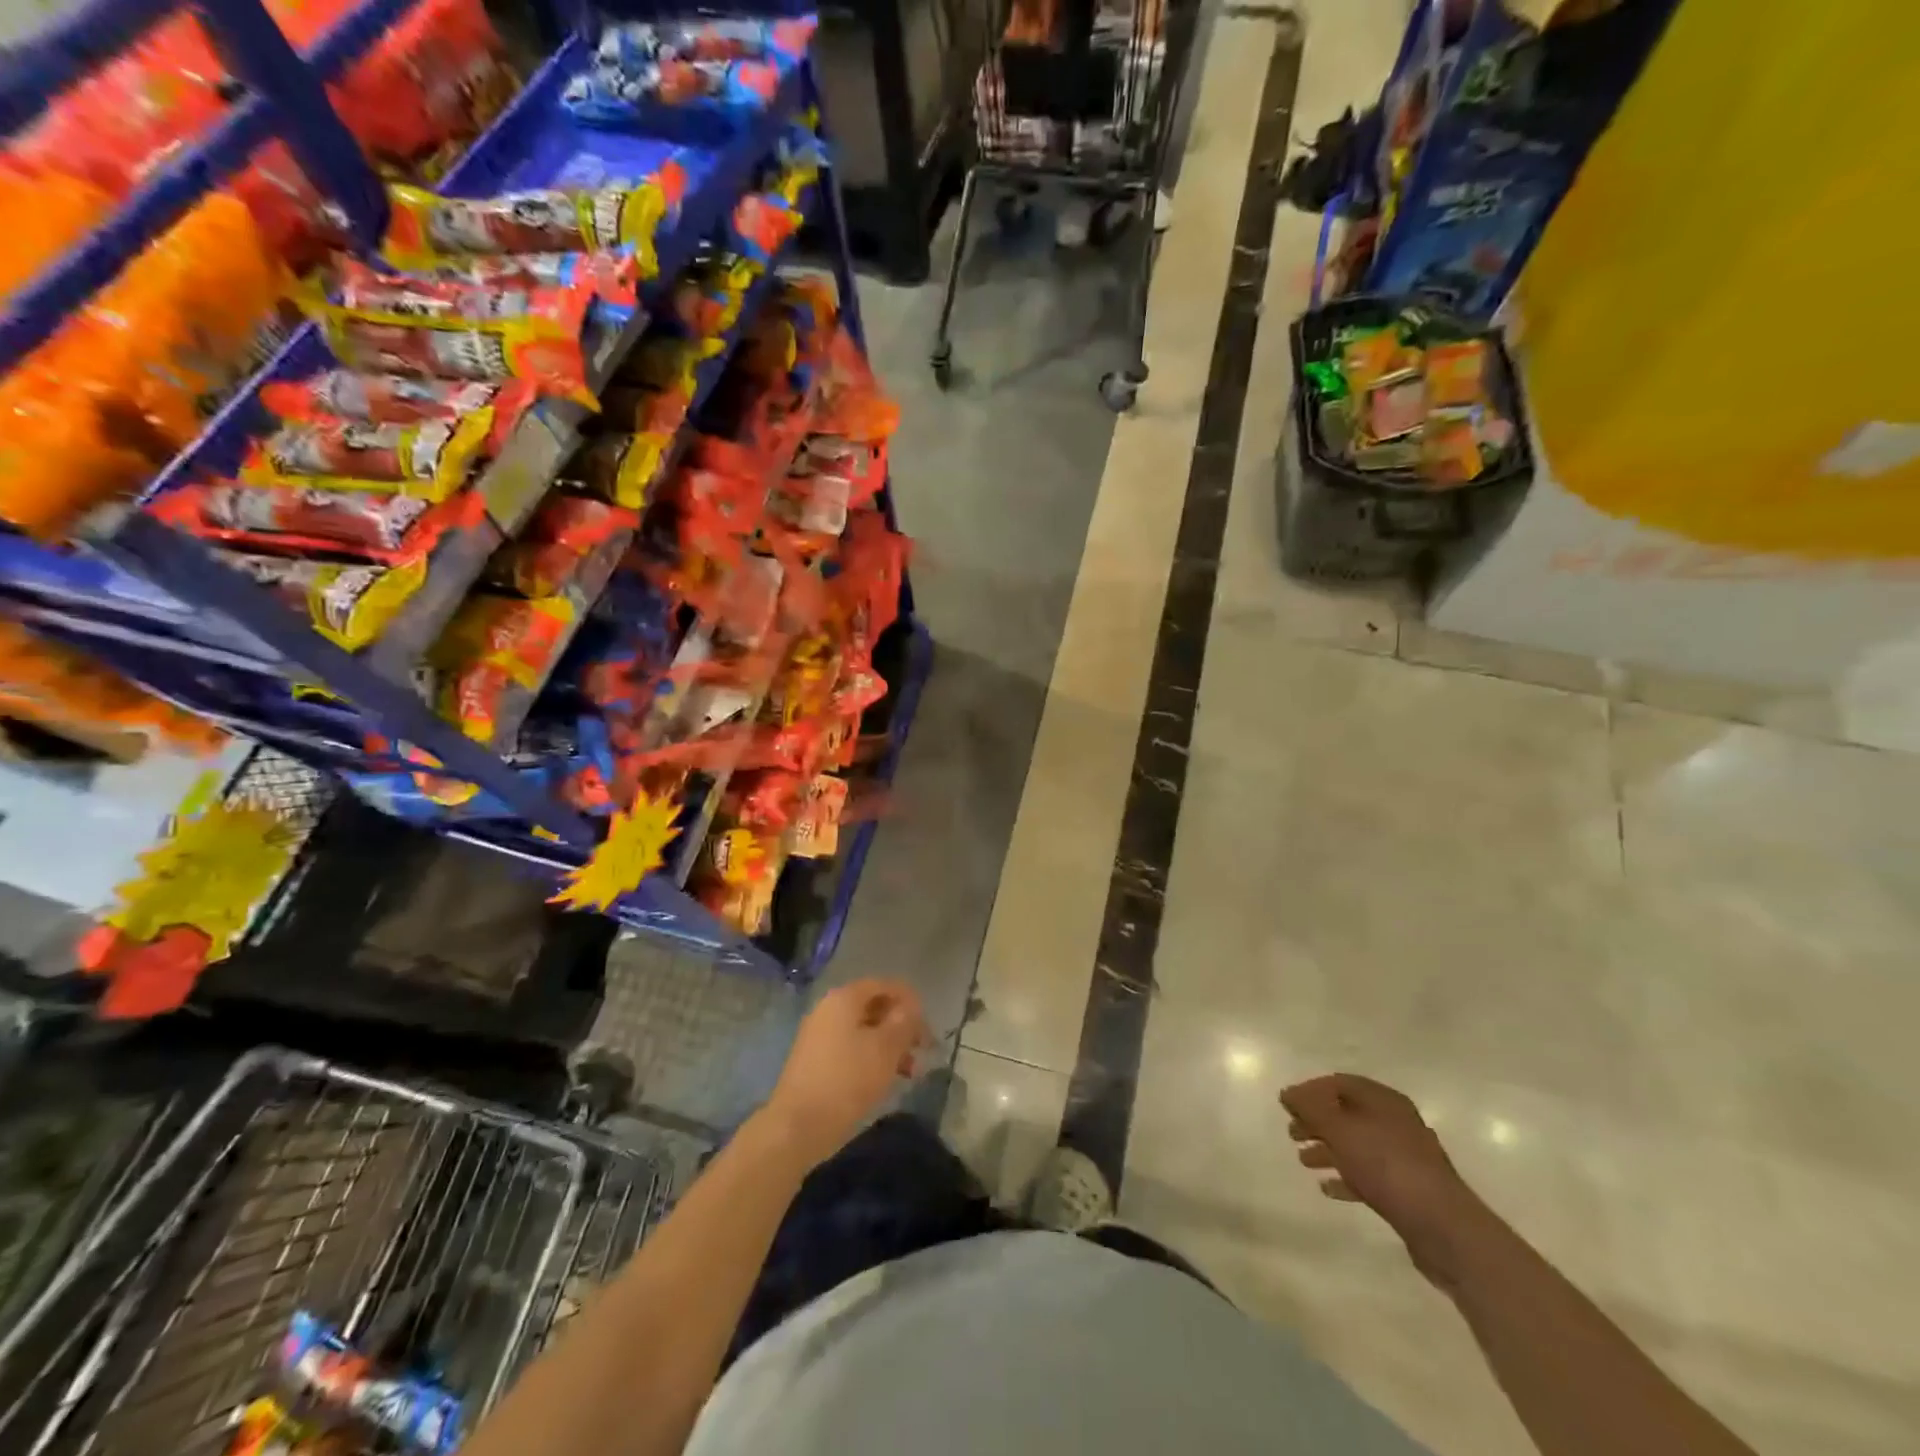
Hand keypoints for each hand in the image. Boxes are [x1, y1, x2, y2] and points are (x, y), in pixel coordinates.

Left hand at [764, 979, 930, 1167]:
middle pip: (874, 1007)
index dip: (909, 1000)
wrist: (797, 1126)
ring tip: (911, 1072)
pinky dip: (872, 1058)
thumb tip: (911, 1008)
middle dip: (901, 1026)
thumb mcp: (886, 1048)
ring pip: (864, 1031)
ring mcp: (819, 1036)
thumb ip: (904, 1022)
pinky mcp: (816, 1062)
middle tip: (923, 1050)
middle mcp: (829, 1010)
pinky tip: (886, 1080)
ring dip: (890, 1045)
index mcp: (844, 998)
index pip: (884, 985)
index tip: (928, 1025)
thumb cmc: (847, 1079)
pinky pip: (851, 1049)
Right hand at [1280, 1073, 1494, 1287]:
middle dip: (1317, 1121)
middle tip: (1292, 1133)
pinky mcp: (1409, 1189)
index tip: (1287, 1105)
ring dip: (1328, 1150)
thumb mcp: (1340, 1130)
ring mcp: (1405, 1157)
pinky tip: (1328, 1188)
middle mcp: (1396, 1123)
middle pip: (1348, 1114)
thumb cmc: (1387, 1166)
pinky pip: (1369, 1174)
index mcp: (1384, 1101)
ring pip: (1357, 1145)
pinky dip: (1347, 1177)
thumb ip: (1310, 1108)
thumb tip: (1288, 1093)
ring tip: (1304, 1161)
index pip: (1340, 1083)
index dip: (1310, 1090)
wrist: (1444, 1227)